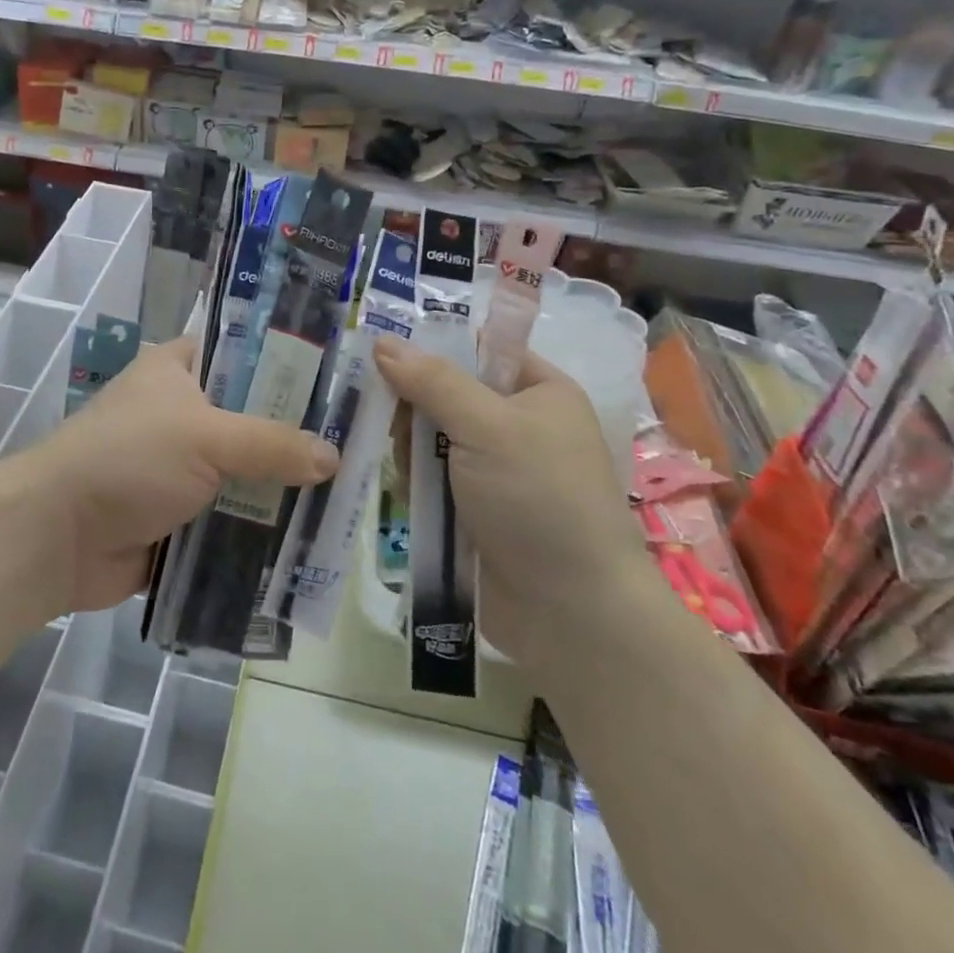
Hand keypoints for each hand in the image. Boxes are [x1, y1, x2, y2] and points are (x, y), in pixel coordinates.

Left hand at [23, 337, 339, 611]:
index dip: (287, 363)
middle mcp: (180, 412)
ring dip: (280, 487)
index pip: (241, 352)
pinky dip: (258, 528)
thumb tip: (333, 458)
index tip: (339, 381)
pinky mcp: (178, 515)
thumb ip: (271, 443)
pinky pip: (229, 517)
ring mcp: (179, 467)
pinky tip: (309, 537)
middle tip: (356, 443)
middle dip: (294, 435)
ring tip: (346, 493)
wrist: (56, 537)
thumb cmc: (128, 459)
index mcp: (177, 370)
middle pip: (250, 417)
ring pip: (243, 471)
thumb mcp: (205, 437)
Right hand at [373, 338, 646, 666]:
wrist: (571, 611)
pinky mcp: (475, 509)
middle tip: (391, 422)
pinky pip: (431, 479)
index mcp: (538, 391)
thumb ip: (432, 381)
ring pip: (431, 438)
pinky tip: (409, 495)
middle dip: (414, 407)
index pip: (478, 349)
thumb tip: (382, 341)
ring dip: (411, 450)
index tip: (383, 355)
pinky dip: (416, 483)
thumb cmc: (538, 498)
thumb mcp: (487, 426)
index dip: (432, 346)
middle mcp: (518, 425)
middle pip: (446, 393)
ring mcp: (495, 470)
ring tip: (407, 470)